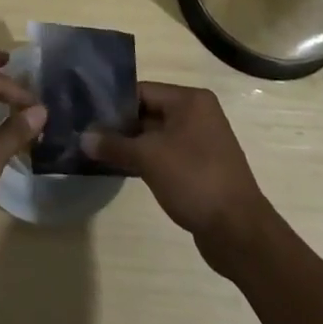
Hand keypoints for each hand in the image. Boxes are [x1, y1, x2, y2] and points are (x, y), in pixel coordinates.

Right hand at [80, 82, 270, 255]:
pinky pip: (166, 155)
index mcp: (190, 100)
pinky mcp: (201, 167)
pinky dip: (147, 160)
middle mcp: (198, 114)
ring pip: (156, 136)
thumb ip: (114, 145)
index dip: (113, 103)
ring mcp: (201, 142)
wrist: (239, 232)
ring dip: (131, 145)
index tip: (87, 115)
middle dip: (120, 126)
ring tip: (98, 153)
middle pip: (149, 112)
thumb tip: (83, 137)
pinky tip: (122, 169)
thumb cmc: (194, 180)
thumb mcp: (148, 158)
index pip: (142, 91)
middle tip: (88, 135)